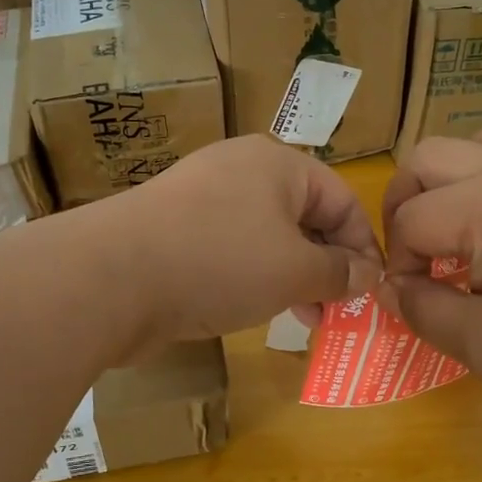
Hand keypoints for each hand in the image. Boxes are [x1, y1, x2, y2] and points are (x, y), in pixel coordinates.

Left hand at [105, 135, 382, 345]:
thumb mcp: (294, 270)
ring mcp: (202, 197)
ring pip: (267, 235)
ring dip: (293, 276)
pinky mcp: (174, 228)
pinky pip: (230, 248)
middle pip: (304, 215)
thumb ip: (338, 272)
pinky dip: (252, 276)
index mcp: (277, 163)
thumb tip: (367, 275)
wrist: (111, 277)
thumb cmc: (219, 262)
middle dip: (327, 265)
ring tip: (302, 317)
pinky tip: (255, 308)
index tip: (370, 292)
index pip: (342, 199)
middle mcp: (241, 169)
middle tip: (336, 310)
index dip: (363, 247)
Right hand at [380, 131, 481, 422]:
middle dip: (405, 203)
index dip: (399, 264)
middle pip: (429, 157)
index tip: (414, 300)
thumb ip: (422, 309)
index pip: (410, 220)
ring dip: (456, 178)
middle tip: (417, 254)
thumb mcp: (481, 345)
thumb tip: (392, 288)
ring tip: (462, 227)